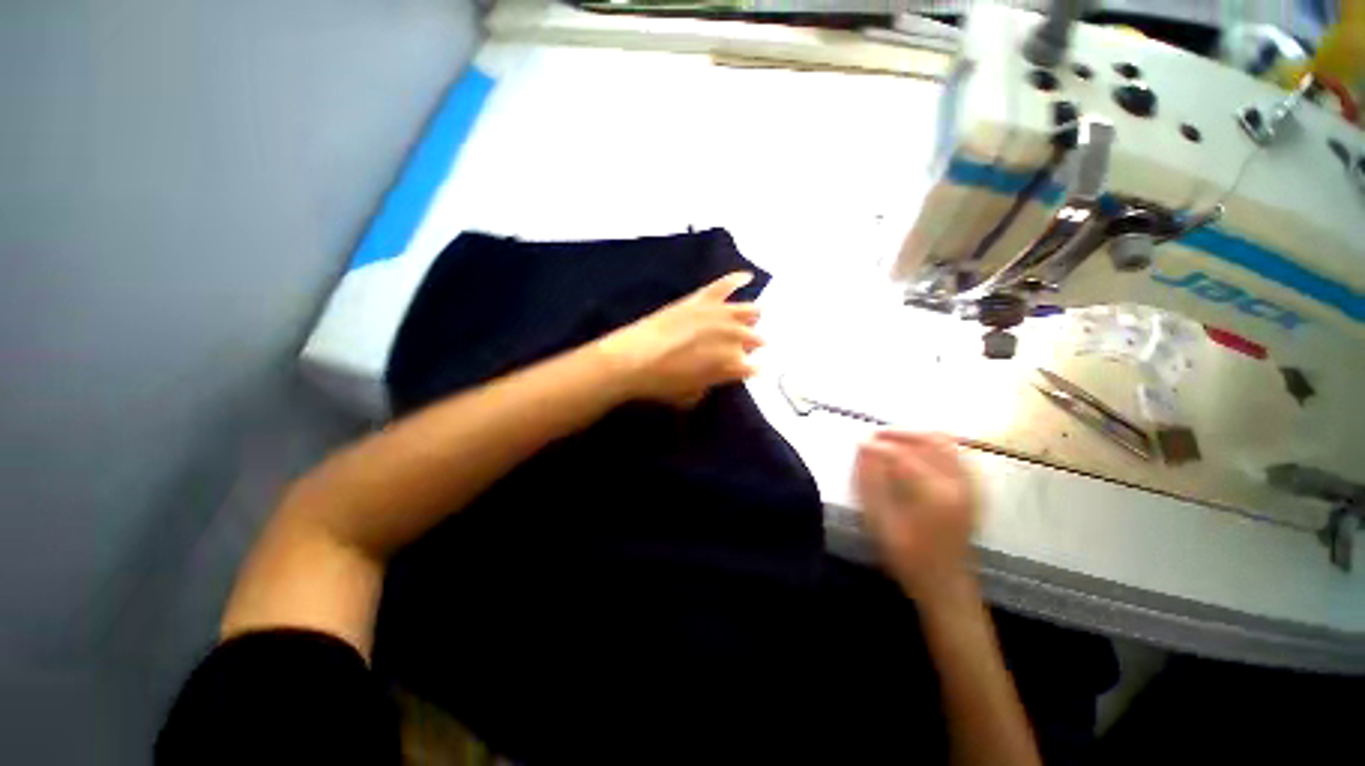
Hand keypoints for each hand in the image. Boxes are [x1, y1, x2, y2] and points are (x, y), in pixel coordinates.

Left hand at [596, 272, 762, 407]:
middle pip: (753, 338)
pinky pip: (724, 285)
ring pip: (747, 312)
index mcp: (731, 365)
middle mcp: (732, 338)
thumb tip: (713, 376)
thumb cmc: (661, 384)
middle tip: (747, 346)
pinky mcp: (701, 300)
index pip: (751, 366)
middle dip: (753, 343)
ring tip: (756, 316)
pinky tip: (747, 276)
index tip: (747, 369)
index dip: (750, 368)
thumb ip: (709, 384)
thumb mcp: (690, 395)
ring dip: (752, 316)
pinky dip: (736, 279)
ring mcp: (717, 316)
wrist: (633, 360)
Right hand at [856, 431, 979, 603]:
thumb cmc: (908, 558)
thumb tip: (862, 449)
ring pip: (946, 443)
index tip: (858, 443)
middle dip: (899, 434)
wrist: (947, 586)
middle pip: (929, 440)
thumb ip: (870, 483)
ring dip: (917, 436)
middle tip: (874, 436)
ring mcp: (970, 486)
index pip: (902, 455)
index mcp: (935, 494)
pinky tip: (918, 451)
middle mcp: (958, 483)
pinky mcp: (973, 490)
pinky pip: (957, 454)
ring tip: (893, 440)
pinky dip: (935, 445)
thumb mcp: (880, 523)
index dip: (878, 446)